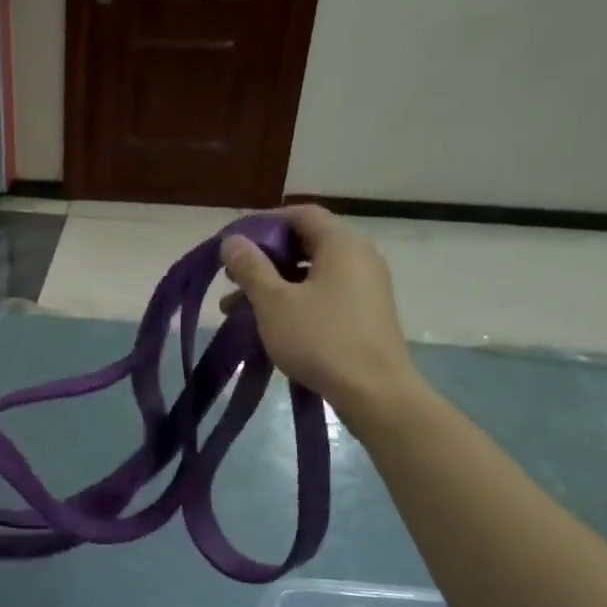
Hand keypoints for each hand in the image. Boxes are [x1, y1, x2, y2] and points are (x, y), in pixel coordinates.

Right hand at [219, 205, 417, 405]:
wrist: (374, 392)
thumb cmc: (321, 339)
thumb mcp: (274, 302)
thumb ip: (251, 267)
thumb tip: (233, 241)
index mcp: (341, 243)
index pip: (300, 214)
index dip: (263, 223)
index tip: (233, 244)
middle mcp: (359, 256)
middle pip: (305, 243)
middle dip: (264, 259)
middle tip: (231, 279)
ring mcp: (366, 286)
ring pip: (311, 273)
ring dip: (274, 285)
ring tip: (237, 309)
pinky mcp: (365, 313)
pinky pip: (324, 294)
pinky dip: (294, 301)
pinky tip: (268, 324)